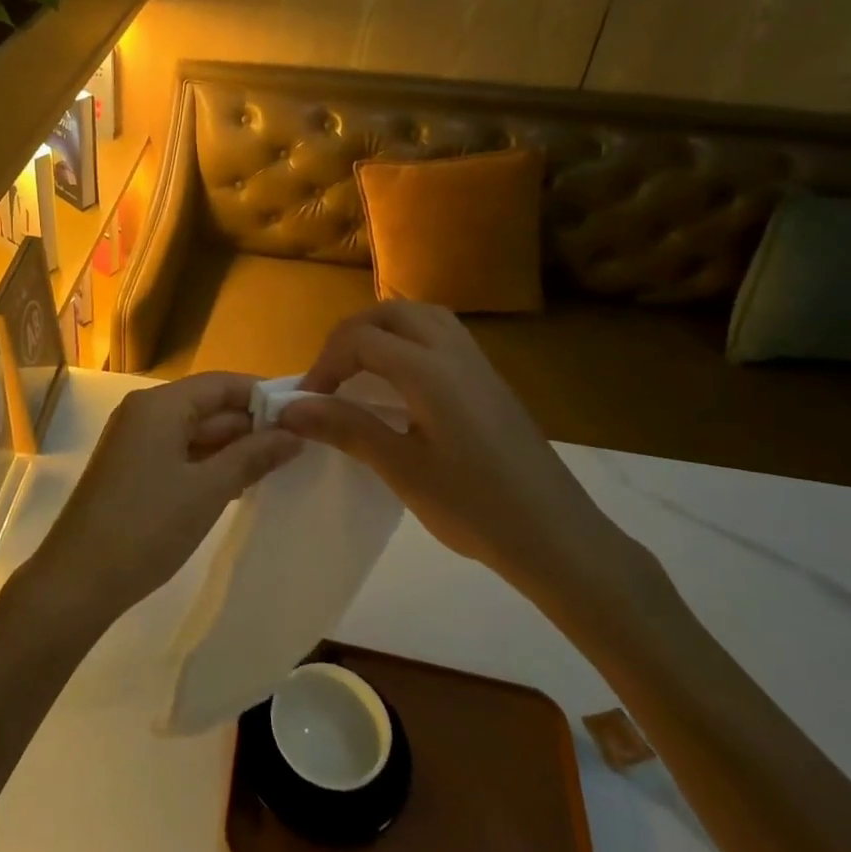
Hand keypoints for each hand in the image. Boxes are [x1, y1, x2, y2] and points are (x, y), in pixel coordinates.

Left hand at [24, 372, 301, 629]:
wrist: (79, 579)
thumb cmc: (148, 526)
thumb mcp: (209, 490)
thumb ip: (252, 456)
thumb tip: (294, 433)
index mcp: (159, 405)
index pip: (221, 383)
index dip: (262, 394)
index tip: (303, 411)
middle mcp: (143, 412)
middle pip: (206, 405)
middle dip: (250, 423)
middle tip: (300, 444)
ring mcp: (133, 441)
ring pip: (193, 431)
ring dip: (231, 446)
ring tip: (279, 464)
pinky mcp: (130, 469)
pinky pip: (177, 452)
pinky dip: (207, 463)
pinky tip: (239, 483)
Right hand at [277, 302, 623, 597]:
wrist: (558, 538)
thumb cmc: (475, 508)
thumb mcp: (402, 470)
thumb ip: (347, 428)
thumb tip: (292, 408)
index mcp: (430, 371)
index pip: (360, 339)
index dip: (324, 363)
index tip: (305, 402)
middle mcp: (455, 353)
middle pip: (391, 313)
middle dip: (350, 335)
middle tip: (330, 377)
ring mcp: (479, 364)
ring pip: (421, 317)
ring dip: (382, 331)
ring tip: (359, 370)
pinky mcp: (491, 381)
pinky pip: (442, 335)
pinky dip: (409, 341)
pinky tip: (402, 383)